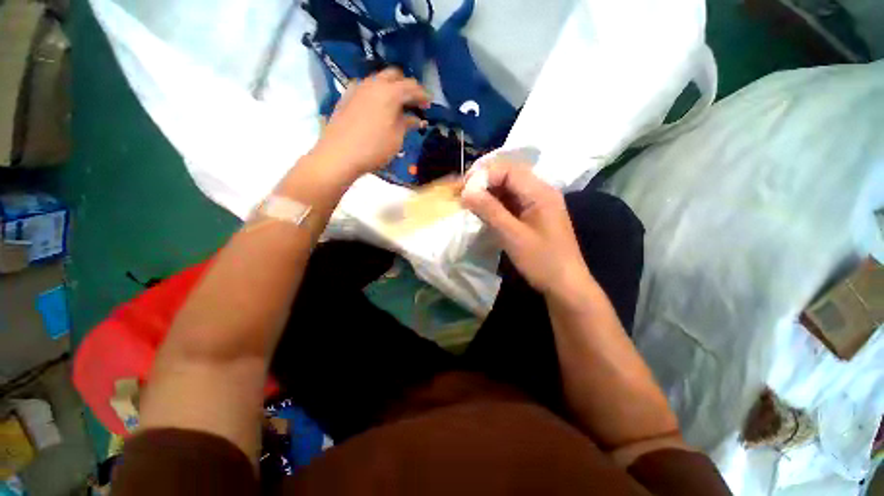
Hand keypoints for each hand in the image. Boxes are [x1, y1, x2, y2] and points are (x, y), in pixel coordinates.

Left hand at [312, 68, 429, 180]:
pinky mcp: (346, 97)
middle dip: (406, 86)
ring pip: (378, 80)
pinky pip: (366, 88)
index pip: (412, 87)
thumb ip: (407, 124)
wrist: (339, 154)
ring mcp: (357, 88)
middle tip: (413, 102)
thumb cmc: (374, 148)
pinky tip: (377, 107)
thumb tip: (415, 118)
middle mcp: (373, 84)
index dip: (423, 95)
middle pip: (394, 75)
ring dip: (390, 88)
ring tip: (396, 105)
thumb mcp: (396, 139)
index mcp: (390, 93)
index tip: (429, 104)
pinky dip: (376, 93)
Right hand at [461, 161, 589, 296]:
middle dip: (484, 182)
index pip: (508, 169)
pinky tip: (485, 214)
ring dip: (489, 194)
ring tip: (471, 205)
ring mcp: (538, 204)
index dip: (484, 175)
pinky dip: (496, 205)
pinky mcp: (534, 215)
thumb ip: (489, 211)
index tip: (464, 190)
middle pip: (509, 175)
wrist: (565, 285)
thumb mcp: (512, 236)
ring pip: (509, 188)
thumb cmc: (542, 261)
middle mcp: (540, 192)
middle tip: (465, 197)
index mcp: (540, 192)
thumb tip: (466, 191)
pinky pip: (512, 202)